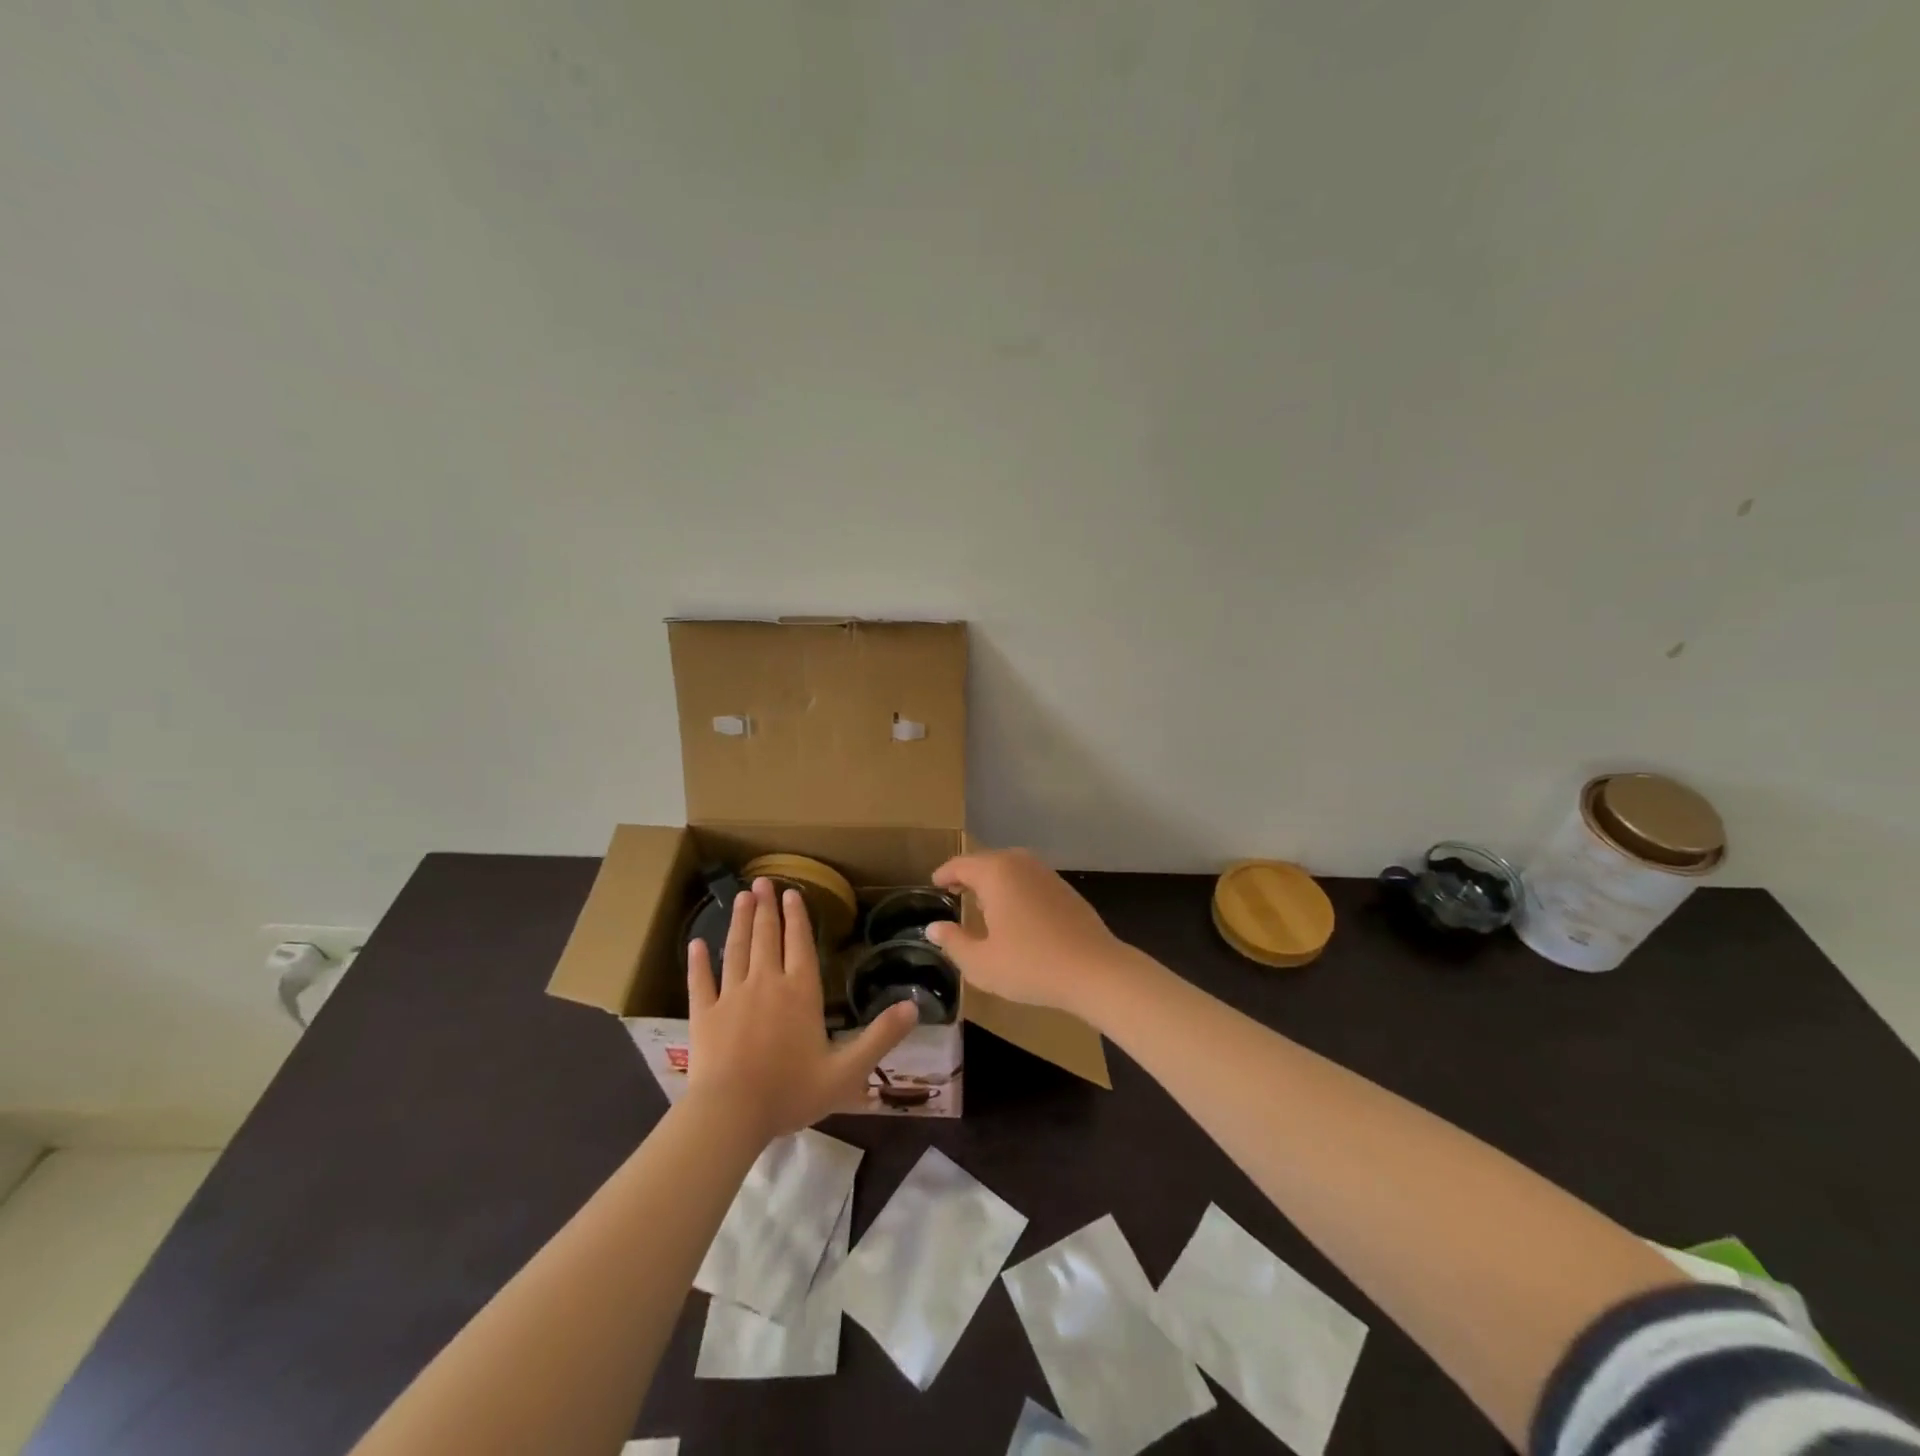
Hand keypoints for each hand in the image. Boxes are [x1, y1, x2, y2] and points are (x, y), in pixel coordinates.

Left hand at [687, 878, 917, 1141]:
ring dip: (739, 921)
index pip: (799, 943)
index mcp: (800, 991)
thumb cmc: (791, 1091)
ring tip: (741, 897)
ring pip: (736, 949)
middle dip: (766, 907)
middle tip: (762, 881)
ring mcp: (730, 996)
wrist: (730, 1114)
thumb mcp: (847, 1071)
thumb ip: (881, 1037)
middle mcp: (766, 983)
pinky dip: (698, 961)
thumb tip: (914, 1006)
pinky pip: (700, 981)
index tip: (791, 892)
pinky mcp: (703, 1014)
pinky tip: (696, 945)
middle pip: (766, 937)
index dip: (796, 916)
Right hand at [925, 849, 1129, 1017]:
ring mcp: (1046, 873)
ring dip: (992, 882)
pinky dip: (1014, 889)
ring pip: (1009, 869)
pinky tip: (1014, 914)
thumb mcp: (981, 963)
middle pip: (986, 862)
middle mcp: (1020, 863)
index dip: (944, 874)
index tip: (933, 884)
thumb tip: (934, 927)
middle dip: (968, 875)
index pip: (961, 864)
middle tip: (953, 892)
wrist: (1096, 971)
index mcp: (996, 873)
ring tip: (981, 904)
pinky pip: (1028, 880)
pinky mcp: (1064, 888)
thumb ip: (953, 942)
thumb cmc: (1031, 966)